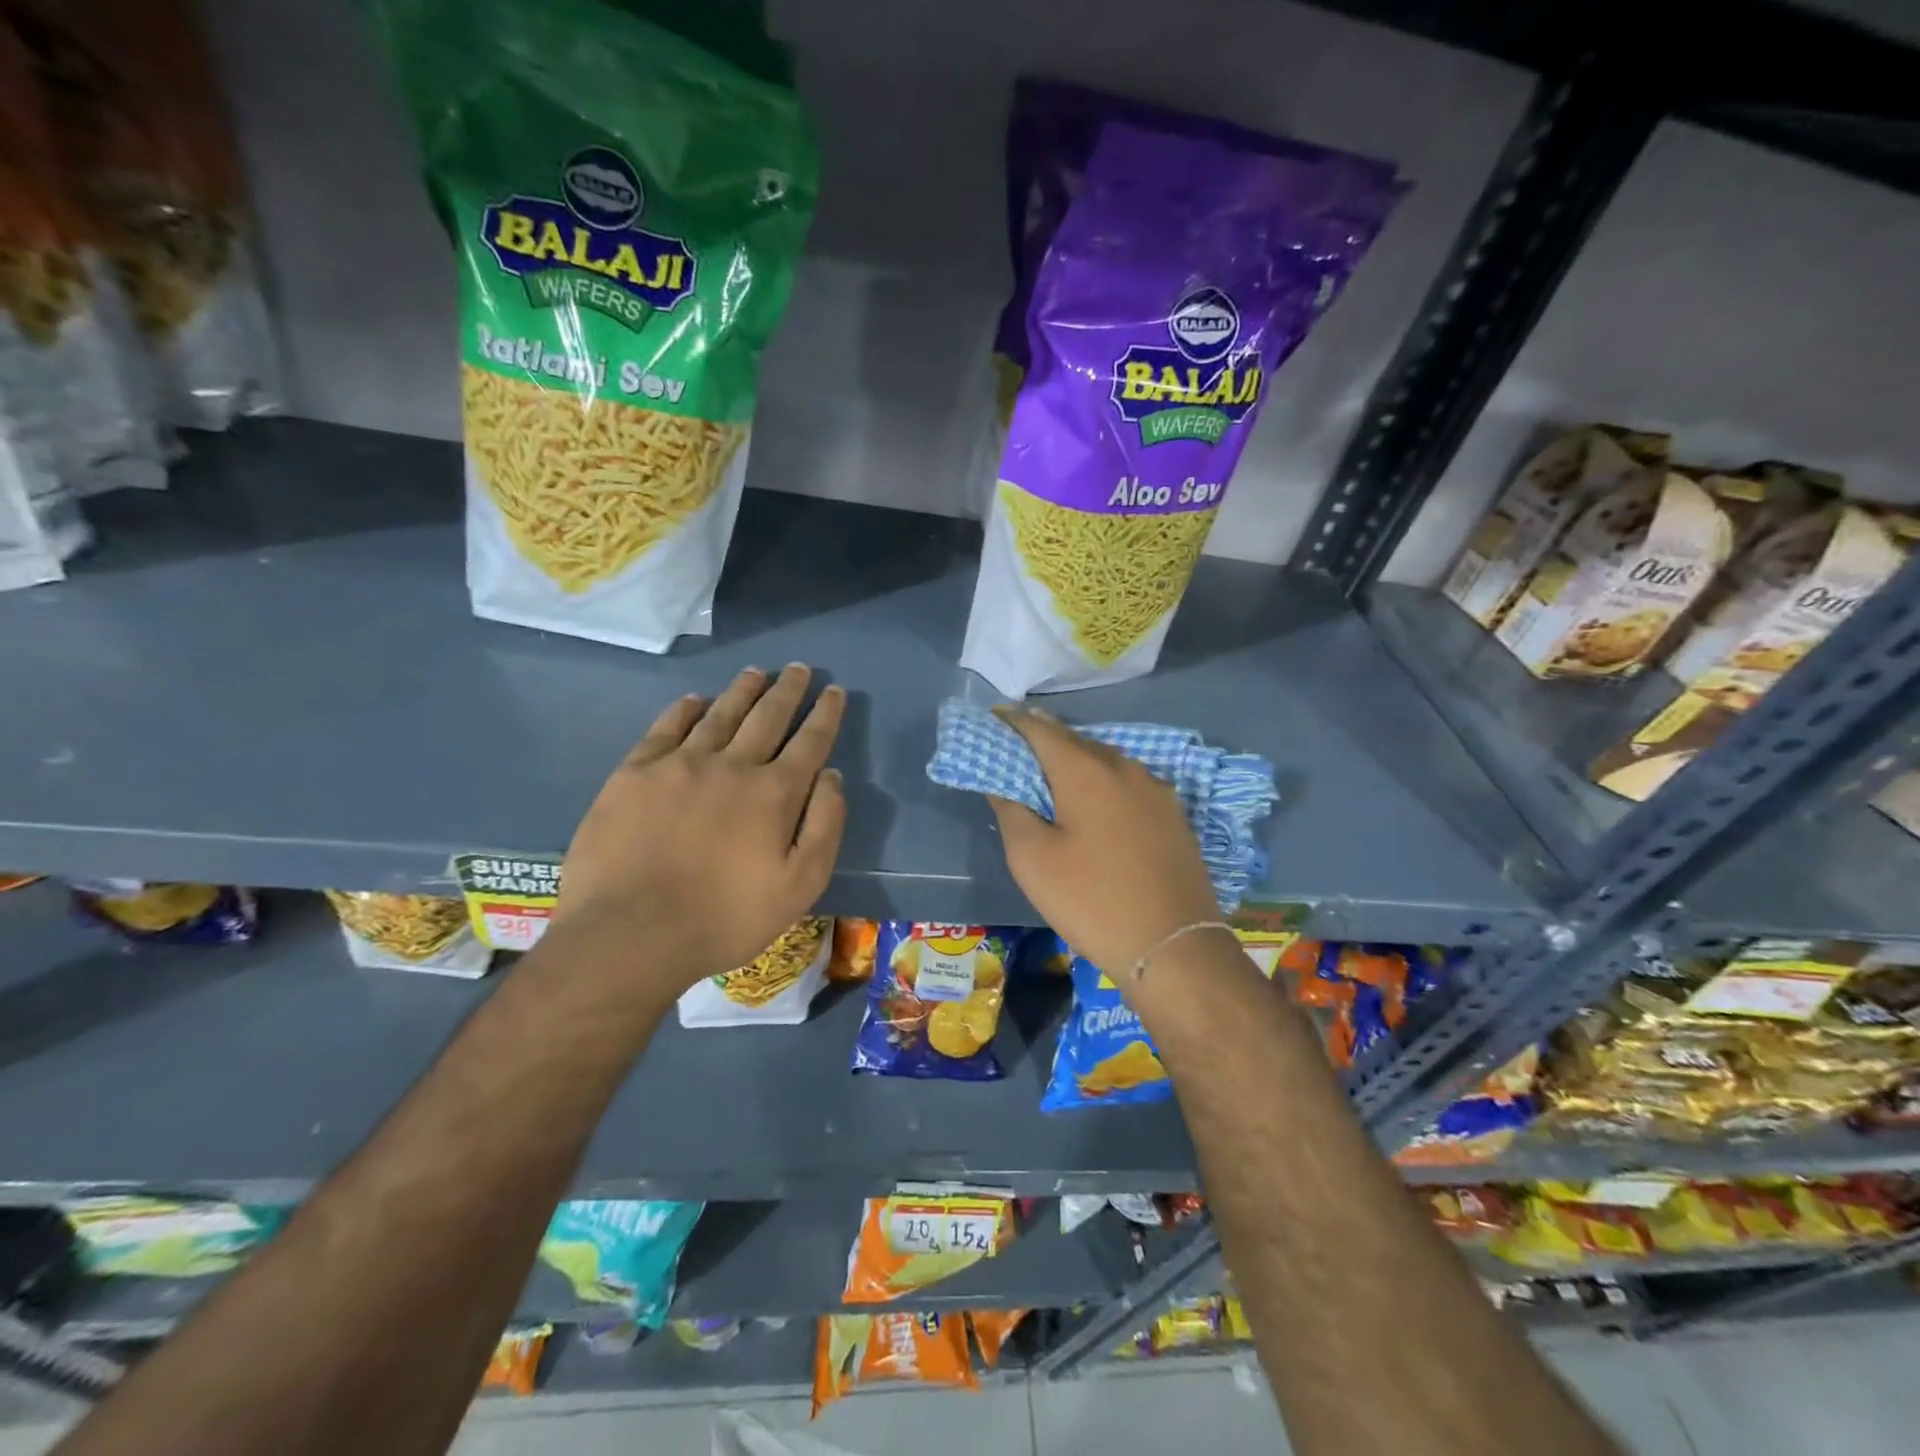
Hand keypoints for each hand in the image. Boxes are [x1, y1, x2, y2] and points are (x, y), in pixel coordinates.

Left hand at [556, 664, 846, 989]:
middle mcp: (731, 765)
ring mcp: (680, 764)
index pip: (809, 741)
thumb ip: (824, 826)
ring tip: (756, 673)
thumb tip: (831, 775)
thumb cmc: (725, 918)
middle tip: (798, 669)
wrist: (630, 933)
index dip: (825, 714)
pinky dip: (685, 709)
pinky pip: (666, 728)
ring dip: (742, 690)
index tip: (834, 691)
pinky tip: (695, 701)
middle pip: (767, 716)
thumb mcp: (800, 885)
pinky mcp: (635, 773)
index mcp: (774, 793)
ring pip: (720, 714)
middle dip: (787, 691)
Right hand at [986, 707, 1219, 976]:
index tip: (994, 718)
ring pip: (1106, 760)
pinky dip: (1103, 779)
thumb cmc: (1091, 900)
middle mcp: (1124, 767)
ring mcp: (1155, 789)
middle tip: (1018, 742)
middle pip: (1076, 740)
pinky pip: (1128, 782)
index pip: (1041, 730)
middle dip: (1045, 737)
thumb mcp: (1032, 859)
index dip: (1013, 722)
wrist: (1173, 945)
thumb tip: (1002, 781)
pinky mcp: (1173, 814)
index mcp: (1086, 771)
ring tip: (1053, 768)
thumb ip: (1011, 810)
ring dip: (1077, 758)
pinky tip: (1096, 798)